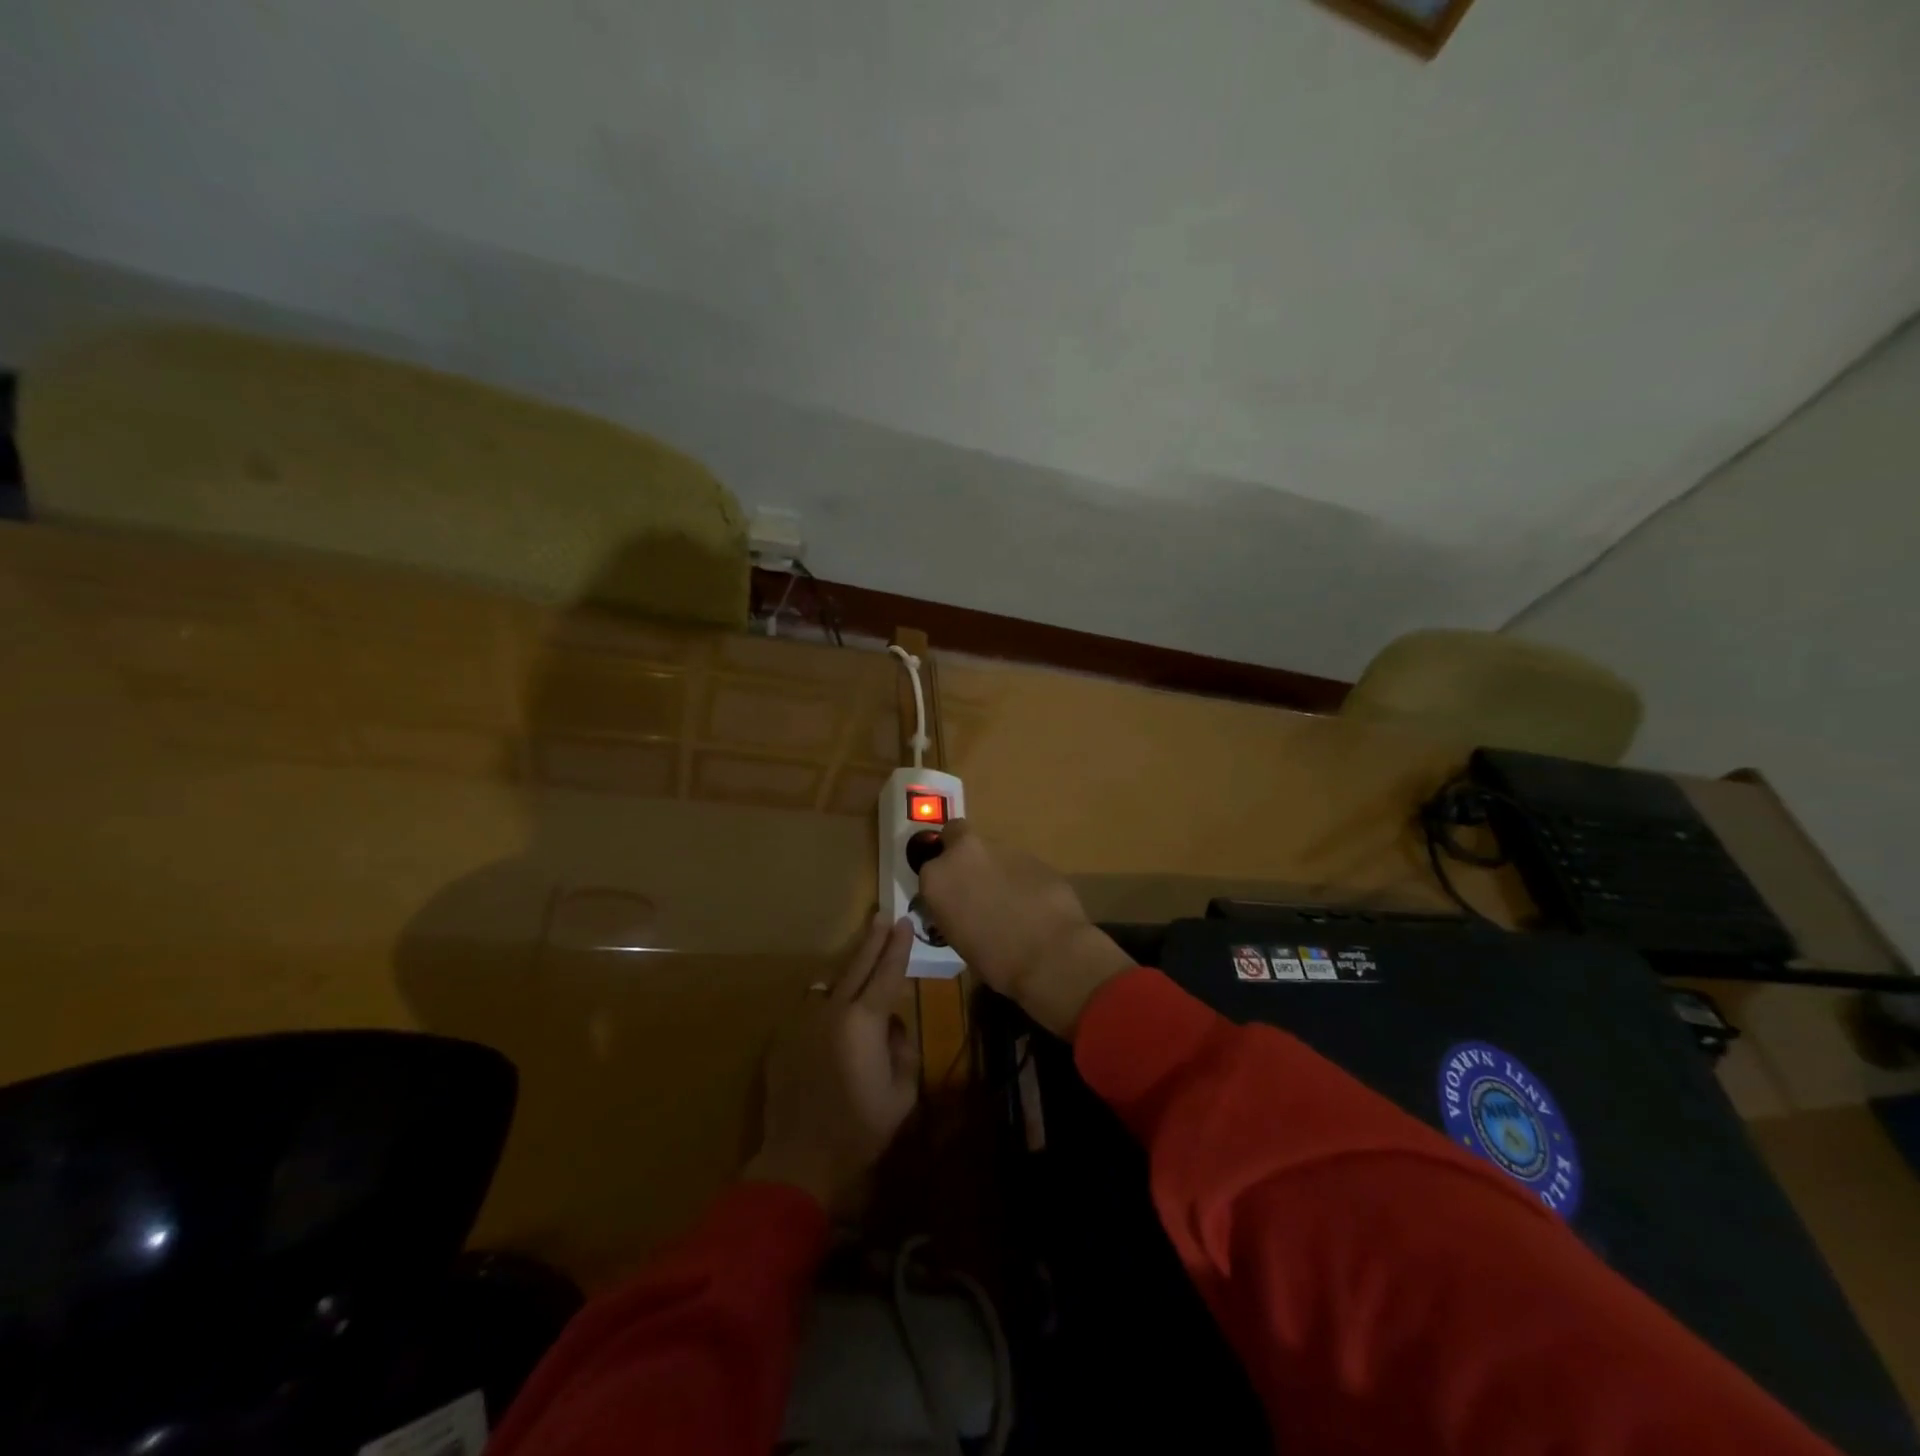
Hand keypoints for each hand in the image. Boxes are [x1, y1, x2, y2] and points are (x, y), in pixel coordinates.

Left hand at [744, 914, 920, 1209]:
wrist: (800, 1158)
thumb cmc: (860, 1129)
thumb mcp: (902, 1093)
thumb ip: (903, 1050)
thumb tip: (892, 1027)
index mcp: (864, 1022)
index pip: (887, 973)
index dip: (899, 947)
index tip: (905, 923)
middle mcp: (832, 1011)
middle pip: (857, 966)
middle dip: (872, 940)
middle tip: (882, 916)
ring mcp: (803, 1022)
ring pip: (830, 985)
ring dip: (848, 973)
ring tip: (860, 963)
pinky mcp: (783, 1037)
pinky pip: (811, 1011)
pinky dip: (826, 1006)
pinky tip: (833, 1016)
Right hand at [917, 821, 1131, 1038]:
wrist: (1049, 953)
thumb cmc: (994, 959)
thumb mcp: (956, 938)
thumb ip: (953, 908)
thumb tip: (962, 905)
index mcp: (937, 877)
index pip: (929, 867)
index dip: (942, 880)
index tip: (951, 896)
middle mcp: (964, 852)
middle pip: (956, 833)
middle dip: (961, 850)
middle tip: (972, 879)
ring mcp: (1001, 848)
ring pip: (990, 849)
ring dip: (994, 866)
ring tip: (1008, 899)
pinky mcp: (1033, 854)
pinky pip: (1018, 862)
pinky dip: (1020, 876)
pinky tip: (1031, 901)